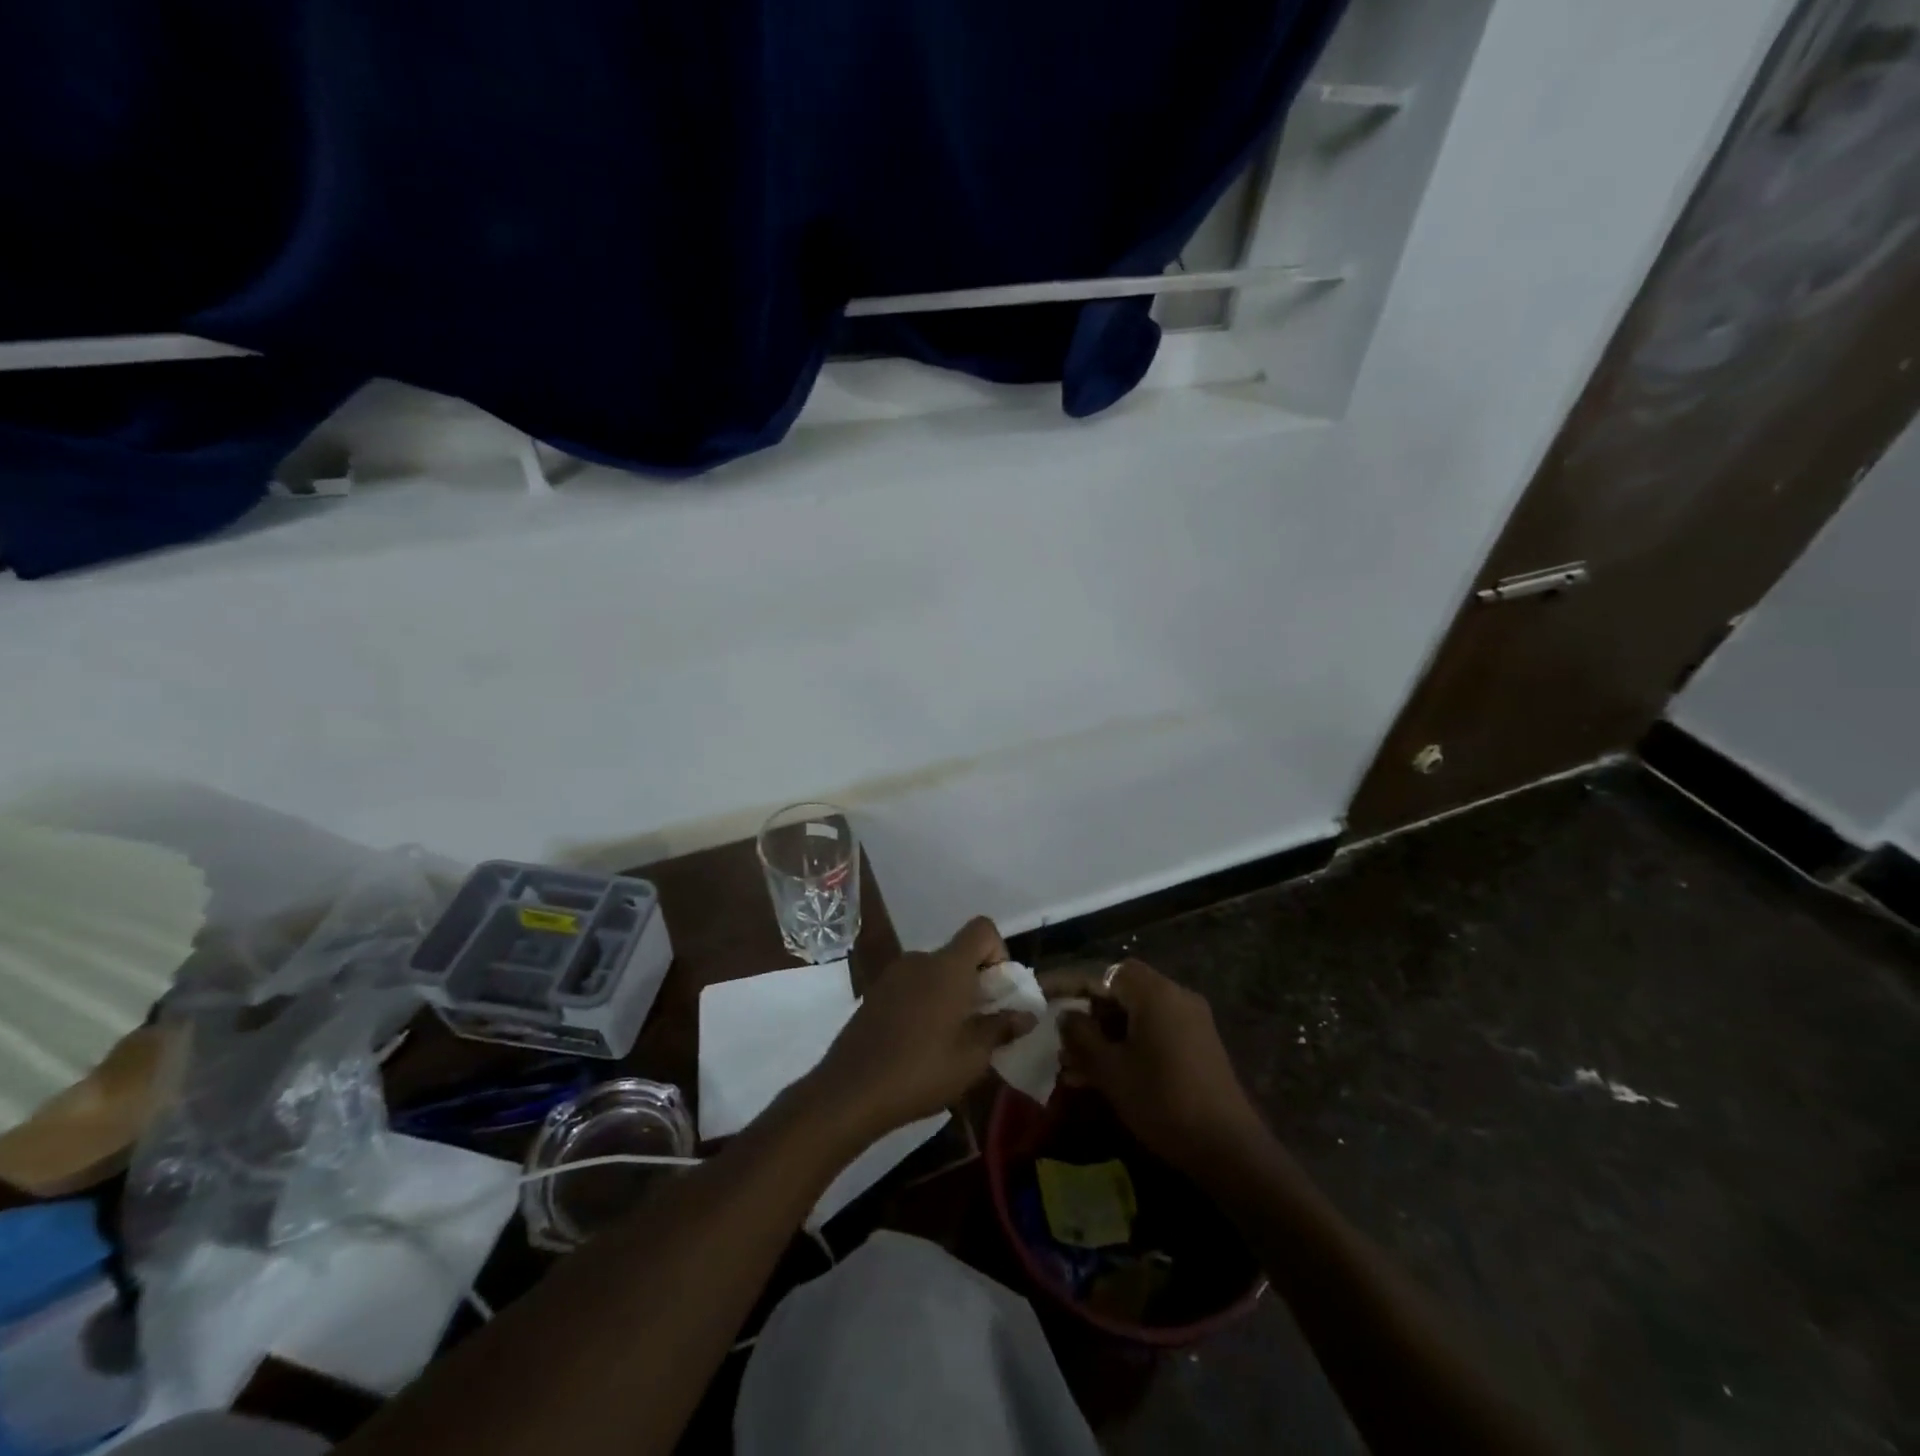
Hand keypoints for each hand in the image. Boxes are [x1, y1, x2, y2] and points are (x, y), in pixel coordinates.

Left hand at [804, 917, 1034, 1143]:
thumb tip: (1026, 1014)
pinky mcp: (875, 993)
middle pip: (958, 954)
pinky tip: (920, 1043)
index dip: (999, 952)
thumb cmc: (921, 1071)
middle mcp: (920, 959)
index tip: (999, 991)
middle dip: (976, 982)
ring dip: (950, 995)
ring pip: (935, 972)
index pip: (982, 929)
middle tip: (981, 1025)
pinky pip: (912, 986)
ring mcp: (893, 975)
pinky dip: (925, 1003)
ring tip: (950, 1040)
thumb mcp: (972, 1058)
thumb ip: (1001, 1029)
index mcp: (947, 966)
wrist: (850, 1090)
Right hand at [1043, 958, 1266, 1172]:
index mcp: (1155, 993)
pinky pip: (1153, 1033)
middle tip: (1060, 1038)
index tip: (1044, 997)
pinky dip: (1127, 1046)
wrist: (1229, 1149)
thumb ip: (1081, 1036)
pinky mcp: (1198, 1045)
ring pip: (1135, 1016)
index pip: (1104, 973)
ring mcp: (1190, 1021)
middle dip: (1087, 1014)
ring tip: (1073, 1066)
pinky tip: (1103, 1077)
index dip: (1070, 984)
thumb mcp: (1111, 1070)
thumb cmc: (1163, 1101)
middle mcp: (1175, 996)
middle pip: (1120, 992)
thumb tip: (1066, 1015)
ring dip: (1104, 1035)